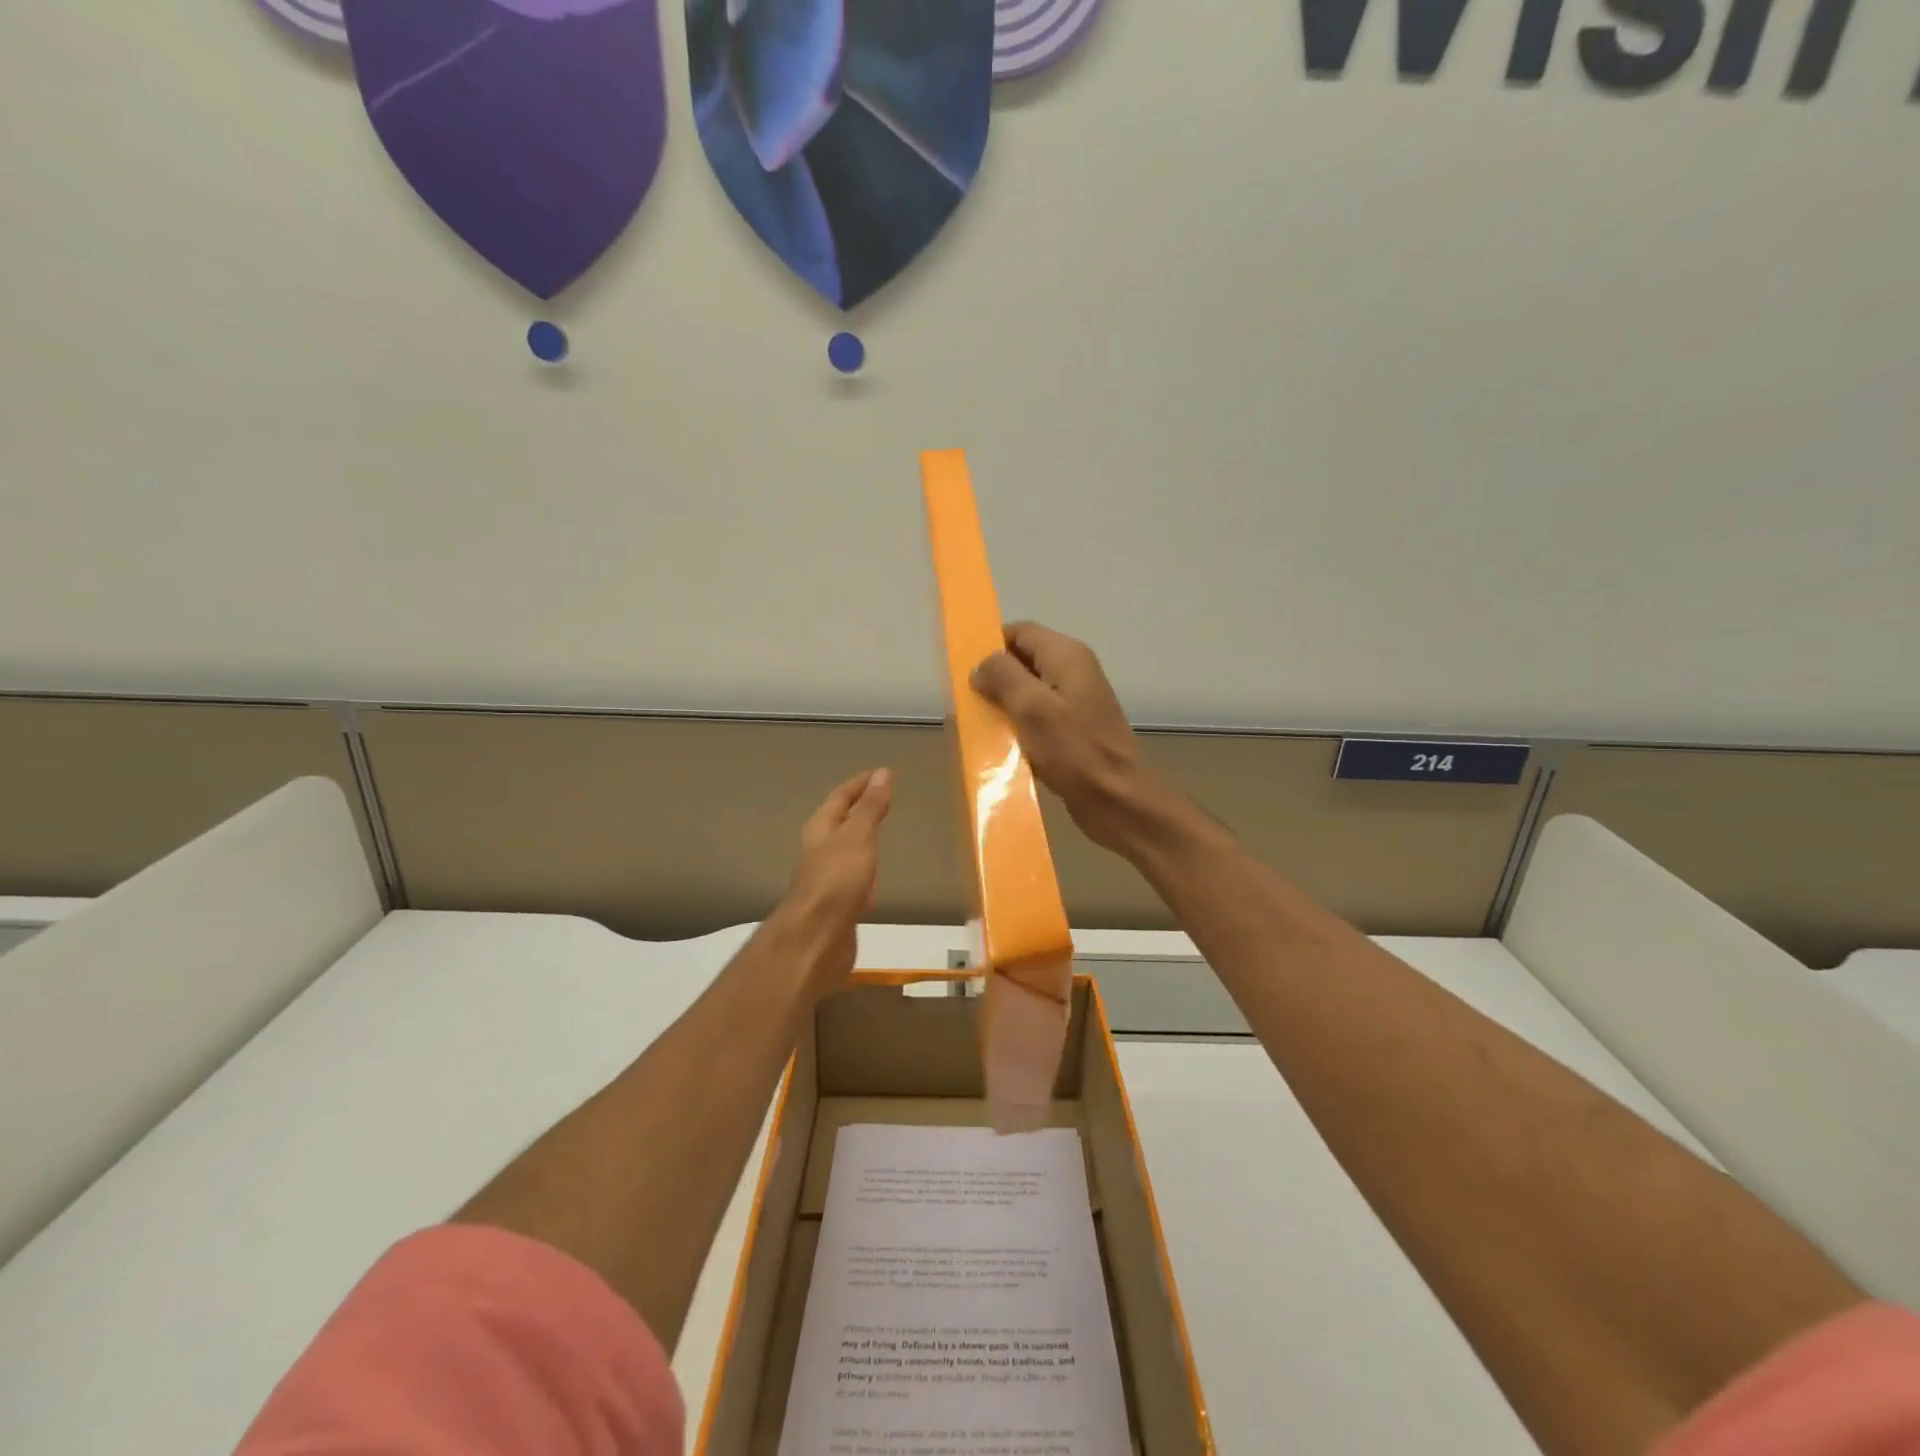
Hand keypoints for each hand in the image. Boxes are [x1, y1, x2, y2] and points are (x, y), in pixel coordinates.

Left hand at [777, 769, 892, 991]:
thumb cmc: (837, 881)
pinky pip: (852, 875)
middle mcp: (819, 850)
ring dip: (861, 837)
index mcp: (820, 829)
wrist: (817, 939)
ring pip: (845, 849)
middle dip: (859, 809)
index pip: (840, 798)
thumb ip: (871, 807)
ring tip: (881, 831)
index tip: (881, 773)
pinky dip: (865, 865)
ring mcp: (826, 878)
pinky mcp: (836, 903)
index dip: (860, 784)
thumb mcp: (858, 837)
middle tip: (884, 798)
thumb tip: (882, 773)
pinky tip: (875, 874)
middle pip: (839, 822)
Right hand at [970, 622, 1169, 854]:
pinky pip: (1037, 718)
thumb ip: (1003, 677)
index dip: (990, 645)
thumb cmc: (1075, 752)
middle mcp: (1074, 672)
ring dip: (1004, 706)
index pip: (1020, 631)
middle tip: (969, 702)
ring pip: (1028, 692)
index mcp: (1067, 656)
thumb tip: (981, 665)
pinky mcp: (1073, 731)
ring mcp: (1075, 702)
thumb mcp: (1032, 708)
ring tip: (980, 725)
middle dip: (994, 678)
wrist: (1118, 802)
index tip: (965, 670)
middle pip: (1023, 661)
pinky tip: (1002, 746)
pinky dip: (1018, 727)